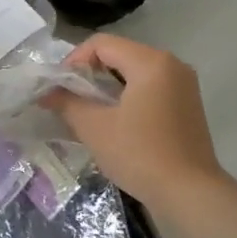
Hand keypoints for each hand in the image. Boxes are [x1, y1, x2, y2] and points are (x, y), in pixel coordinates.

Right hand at [45, 34, 224, 204]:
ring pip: (135, 71)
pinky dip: (128, 95)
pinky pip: (150, 86)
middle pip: (119, 54)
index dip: (74, 60)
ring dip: (108, 85)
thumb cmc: (140, 154)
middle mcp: (171, 64)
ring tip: (89, 110)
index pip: (101, 44)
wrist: (189, 193)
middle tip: (70, 99)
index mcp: (150, 62)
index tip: (60, 87)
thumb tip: (46, 93)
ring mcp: (183, 84)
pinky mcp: (187, 104)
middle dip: (90, 73)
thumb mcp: (94, 128)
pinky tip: (116, 120)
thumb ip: (67, 103)